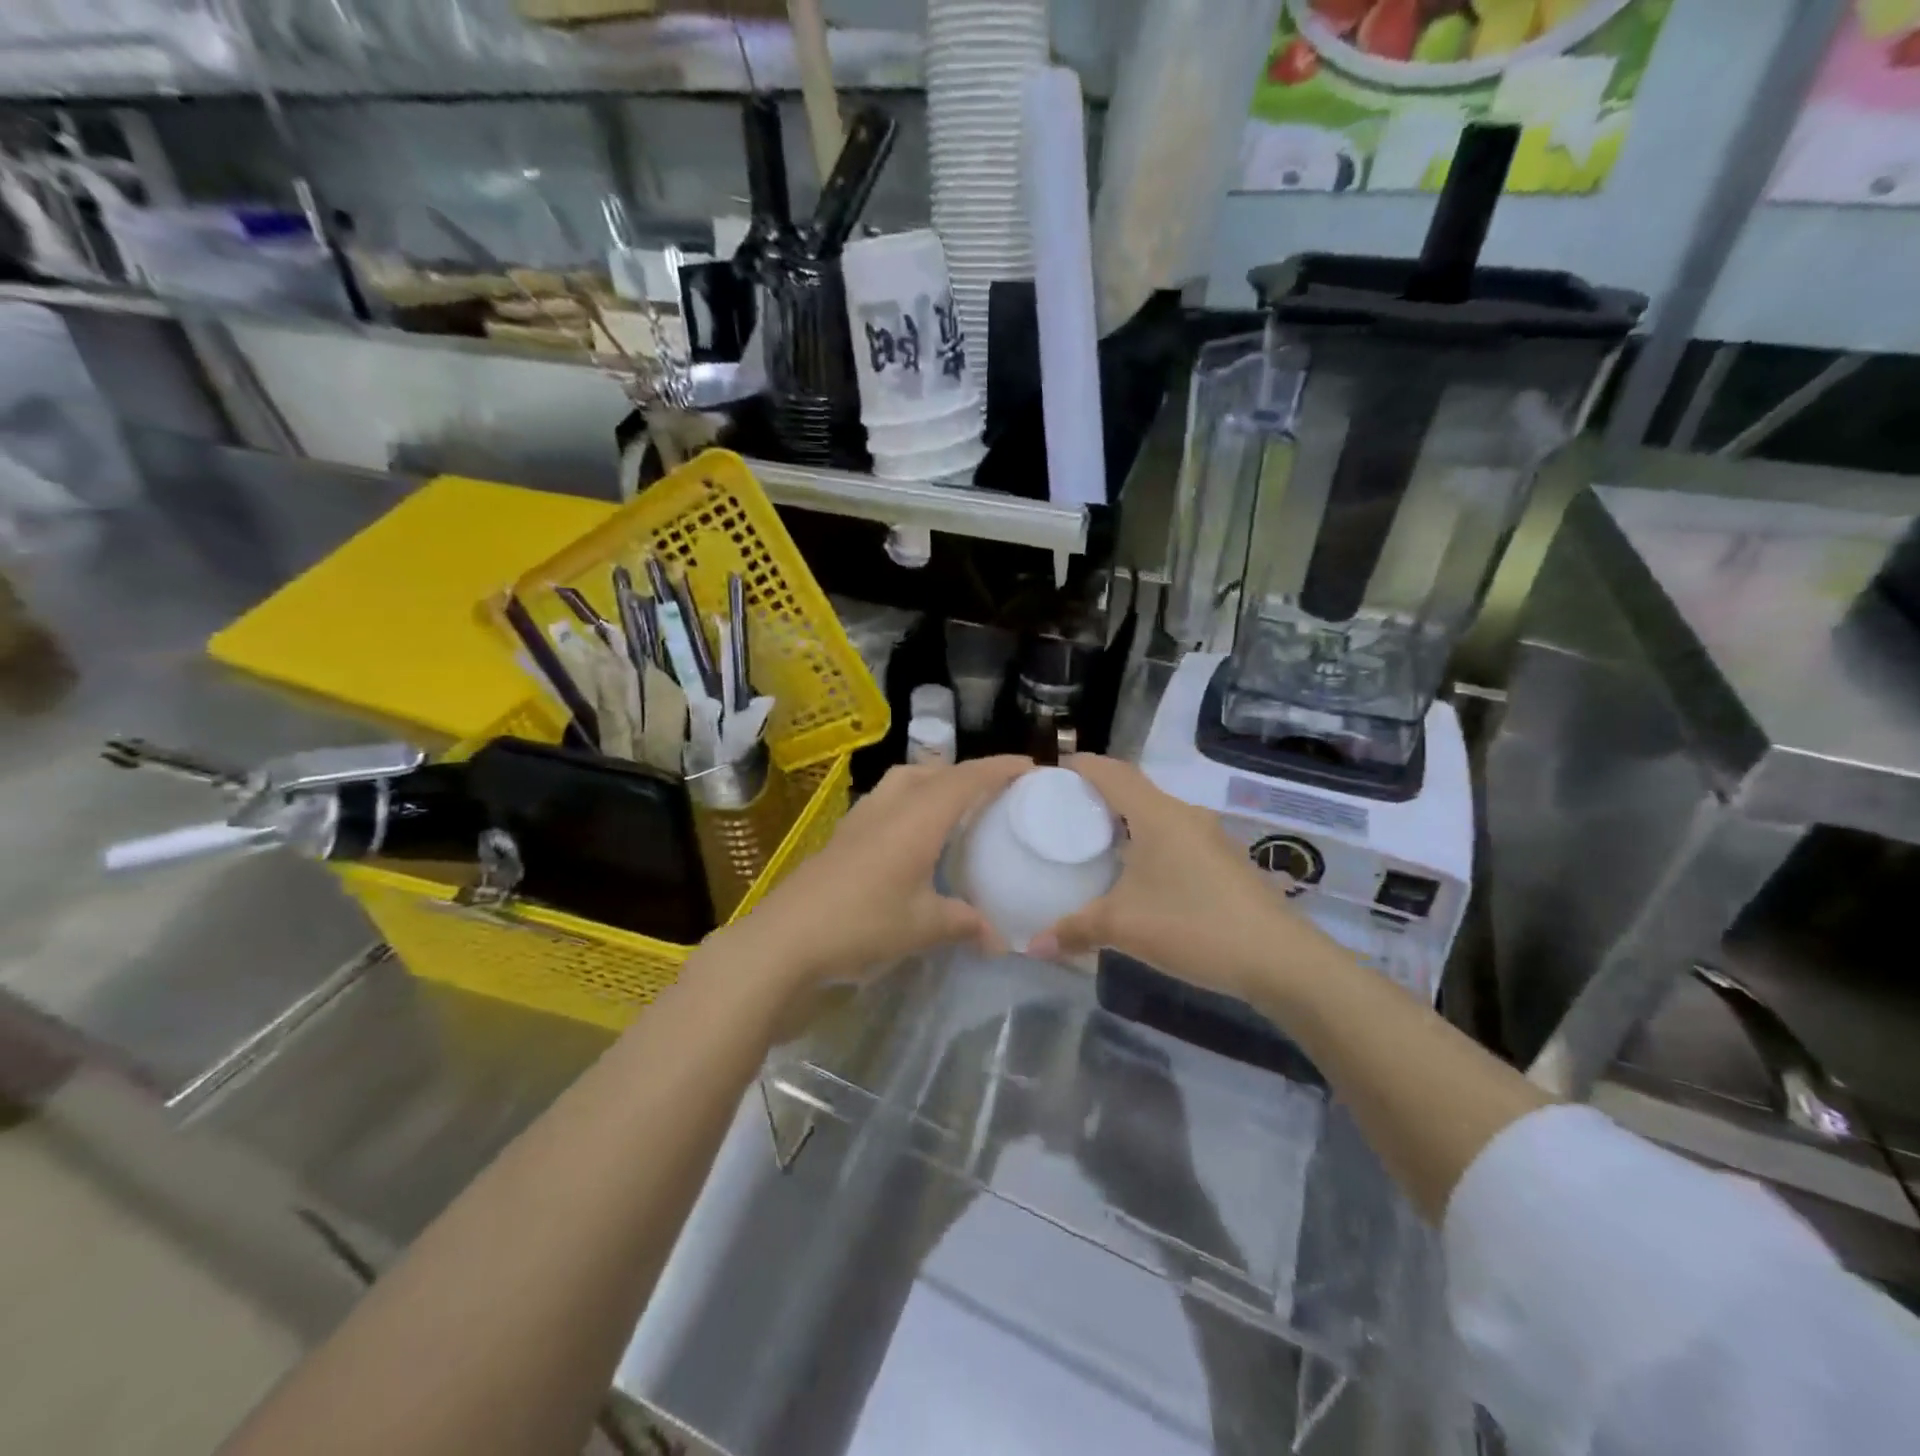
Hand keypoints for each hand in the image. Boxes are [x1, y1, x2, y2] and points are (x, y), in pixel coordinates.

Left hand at [717, 755, 1031, 994]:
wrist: (786, 939)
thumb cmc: (862, 924)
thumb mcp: (923, 927)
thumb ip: (964, 924)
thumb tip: (1000, 939)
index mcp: (917, 818)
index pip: (965, 779)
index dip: (998, 769)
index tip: (1029, 768)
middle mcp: (889, 807)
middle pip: (932, 771)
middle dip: (965, 773)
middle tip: (991, 793)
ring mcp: (860, 820)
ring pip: (903, 782)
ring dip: (932, 783)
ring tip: (952, 809)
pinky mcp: (842, 837)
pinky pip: (885, 803)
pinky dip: (908, 805)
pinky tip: (910, 839)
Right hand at [1028, 755, 1340, 1003]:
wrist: (1280, 960)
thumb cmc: (1195, 926)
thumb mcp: (1124, 928)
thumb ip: (1074, 930)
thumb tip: (1032, 944)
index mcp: (1157, 815)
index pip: (1112, 772)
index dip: (1080, 765)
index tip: (1050, 773)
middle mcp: (1184, 816)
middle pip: (1133, 789)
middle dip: (1097, 794)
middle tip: (1062, 812)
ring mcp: (1209, 838)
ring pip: (1156, 815)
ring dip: (1125, 821)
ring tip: (1092, 843)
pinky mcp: (1223, 863)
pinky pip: (1174, 838)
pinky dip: (1147, 843)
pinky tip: (1136, 876)